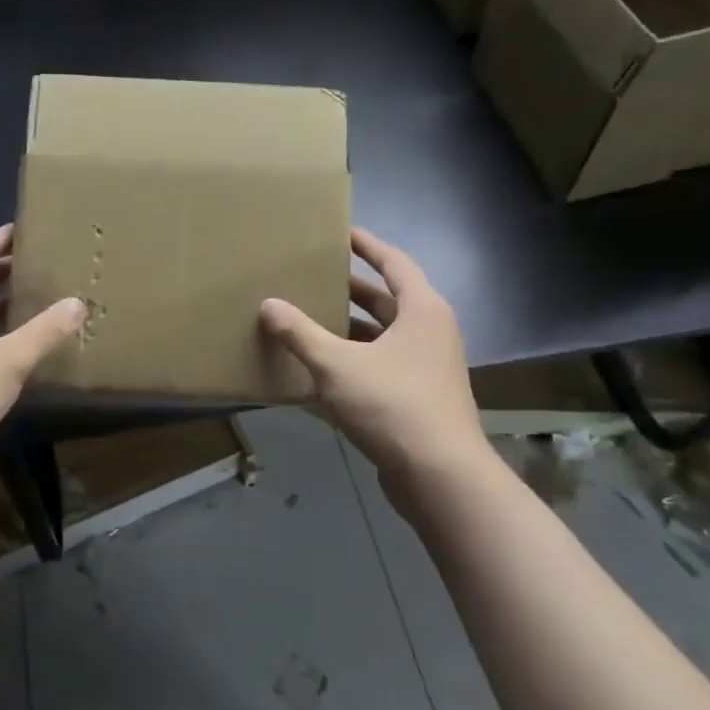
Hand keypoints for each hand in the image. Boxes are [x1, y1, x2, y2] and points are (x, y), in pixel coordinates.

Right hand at [259, 229, 486, 507]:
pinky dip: (356, 359)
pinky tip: (323, 367)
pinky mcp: (420, 398)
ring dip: (351, 327)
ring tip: (311, 318)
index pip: (394, 263)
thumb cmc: (393, 405)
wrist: (441, 477)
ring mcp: (429, 368)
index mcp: (422, 311)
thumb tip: (268, 305)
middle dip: (352, 288)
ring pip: (384, 335)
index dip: (368, 245)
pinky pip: (383, 365)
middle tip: (316, 276)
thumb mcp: (337, 365)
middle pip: (388, 300)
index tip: (343, 232)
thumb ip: (300, 334)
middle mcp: (431, 333)